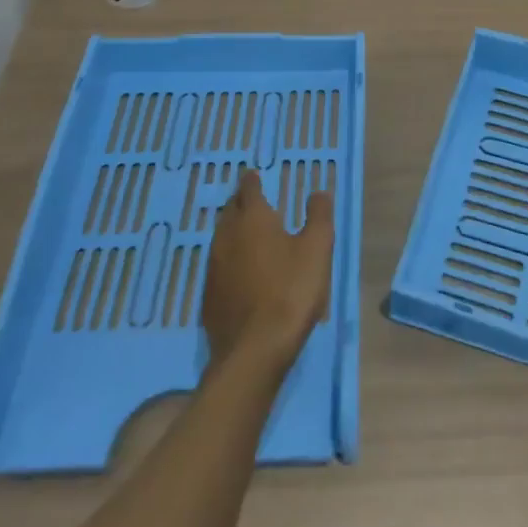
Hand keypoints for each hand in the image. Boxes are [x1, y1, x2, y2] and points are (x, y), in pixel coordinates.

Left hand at [202, 168, 333, 371]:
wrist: (254, 351)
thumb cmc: (290, 291)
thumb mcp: (317, 249)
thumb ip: (319, 216)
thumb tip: (318, 192)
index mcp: (253, 218)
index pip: (248, 189)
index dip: (252, 181)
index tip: (255, 176)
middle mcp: (227, 236)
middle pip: (231, 210)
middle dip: (241, 202)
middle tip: (252, 201)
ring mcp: (213, 267)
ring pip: (221, 237)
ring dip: (233, 230)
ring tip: (247, 232)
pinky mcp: (208, 296)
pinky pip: (218, 265)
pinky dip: (229, 259)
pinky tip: (239, 271)